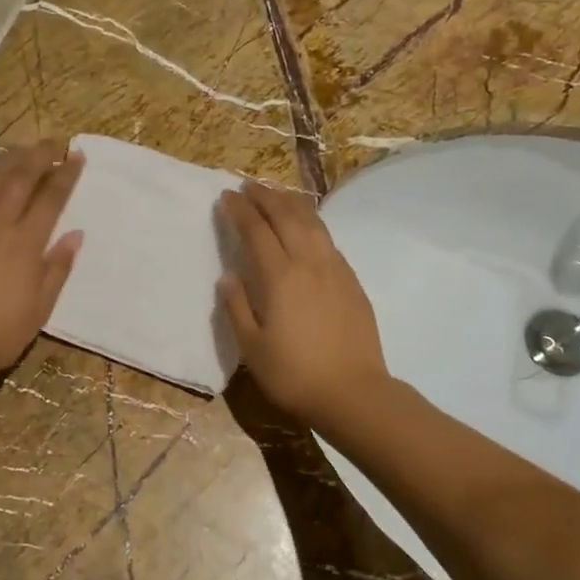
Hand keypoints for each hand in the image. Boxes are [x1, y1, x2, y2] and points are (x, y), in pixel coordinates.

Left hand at [0, 141, 84, 382]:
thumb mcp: (40, 308)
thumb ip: (57, 268)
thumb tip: (75, 235)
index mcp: (24, 243)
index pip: (50, 198)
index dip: (65, 175)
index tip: (76, 157)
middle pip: (18, 179)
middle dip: (37, 157)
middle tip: (51, 144)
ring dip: (6, 162)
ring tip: (18, 152)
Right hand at [216, 180, 389, 431]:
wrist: (353, 393)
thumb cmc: (294, 374)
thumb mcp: (251, 347)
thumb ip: (237, 307)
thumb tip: (229, 276)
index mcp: (279, 277)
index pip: (256, 231)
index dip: (240, 210)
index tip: (227, 196)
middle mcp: (308, 263)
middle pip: (285, 217)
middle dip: (264, 197)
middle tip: (248, 185)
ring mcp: (335, 269)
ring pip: (312, 223)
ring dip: (291, 203)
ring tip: (277, 194)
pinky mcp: (352, 281)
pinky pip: (328, 239)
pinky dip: (312, 223)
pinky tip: (307, 227)